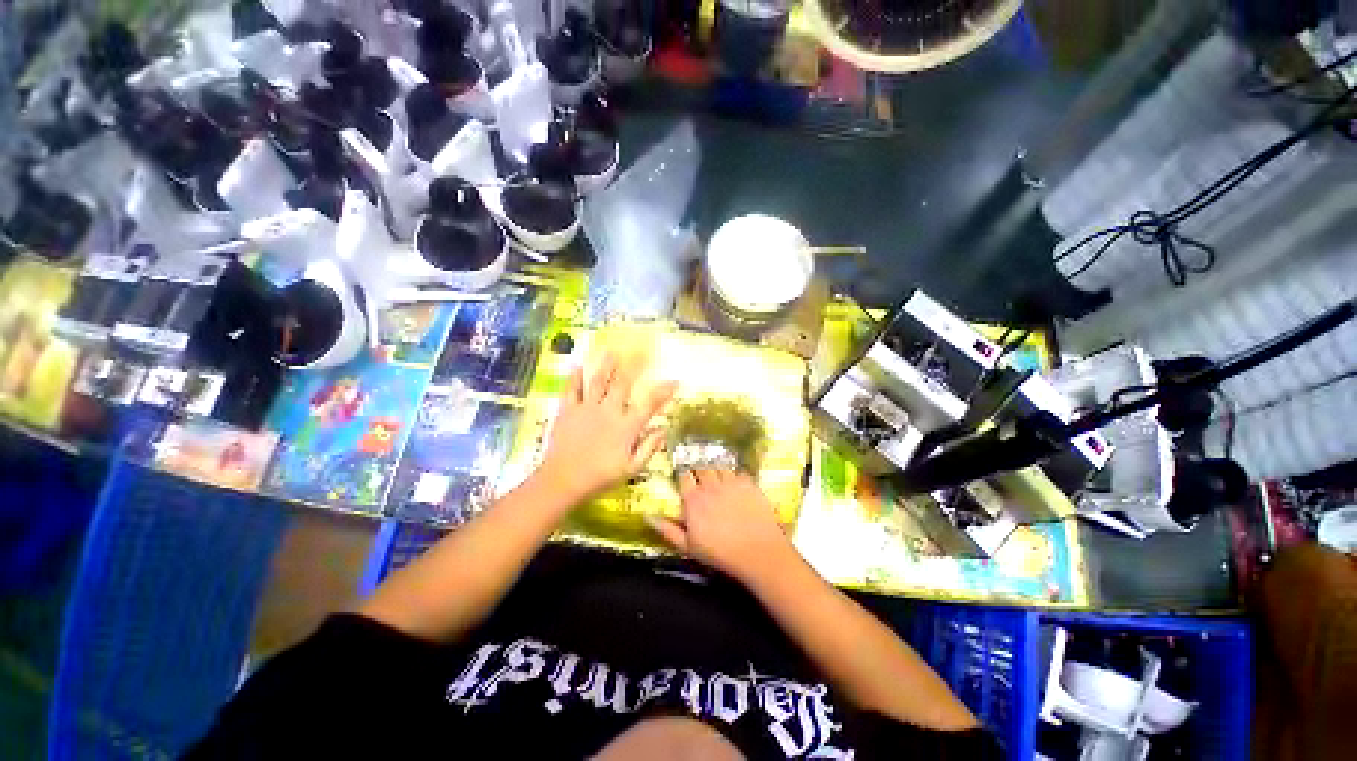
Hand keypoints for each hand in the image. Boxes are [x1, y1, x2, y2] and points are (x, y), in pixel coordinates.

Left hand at [537, 352, 675, 503]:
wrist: (563, 480)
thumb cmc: (600, 477)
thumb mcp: (631, 468)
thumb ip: (648, 448)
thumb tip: (662, 429)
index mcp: (626, 427)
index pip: (649, 405)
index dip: (663, 392)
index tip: (674, 381)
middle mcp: (609, 412)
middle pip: (623, 384)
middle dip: (634, 366)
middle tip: (641, 351)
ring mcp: (587, 409)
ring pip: (599, 381)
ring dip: (606, 365)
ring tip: (611, 351)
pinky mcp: (568, 411)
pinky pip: (572, 390)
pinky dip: (575, 377)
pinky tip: (577, 366)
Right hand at [648, 469, 797, 583]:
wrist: (758, 551)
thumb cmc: (720, 553)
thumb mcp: (688, 546)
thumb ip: (667, 529)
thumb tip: (647, 516)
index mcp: (694, 499)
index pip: (684, 476)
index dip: (683, 475)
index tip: (684, 479)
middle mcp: (710, 485)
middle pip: (701, 466)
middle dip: (699, 470)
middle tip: (701, 478)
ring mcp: (731, 481)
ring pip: (719, 465)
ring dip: (716, 469)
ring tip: (717, 478)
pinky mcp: (748, 482)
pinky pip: (737, 470)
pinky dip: (733, 474)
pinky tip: (735, 483)